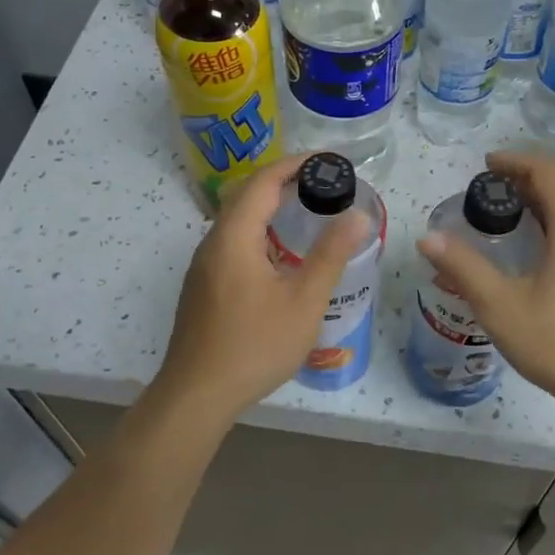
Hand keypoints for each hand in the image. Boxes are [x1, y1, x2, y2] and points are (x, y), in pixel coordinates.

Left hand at [152, 155, 369, 425]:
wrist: (197, 395)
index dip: (295, 164)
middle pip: (246, 195)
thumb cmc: (254, 345)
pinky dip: (257, 230)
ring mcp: (203, 266)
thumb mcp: (303, 301)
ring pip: (236, 219)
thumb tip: (357, 215)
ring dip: (267, 206)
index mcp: (235, 236)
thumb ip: (331, 255)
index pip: (264, 181)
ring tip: (304, 210)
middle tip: (321, 182)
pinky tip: (277, 254)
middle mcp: (213, 242)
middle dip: (282, 180)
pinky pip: (231, 241)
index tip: (327, 159)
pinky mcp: (202, 286)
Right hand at [417, 151, 554, 422]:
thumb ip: (464, 268)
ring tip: (508, 214)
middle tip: (490, 188)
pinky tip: (536, 252)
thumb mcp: (502, 306)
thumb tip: (427, 238)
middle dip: (526, 180)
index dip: (517, 161)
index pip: (549, 173)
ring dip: (542, 203)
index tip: (487, 164)